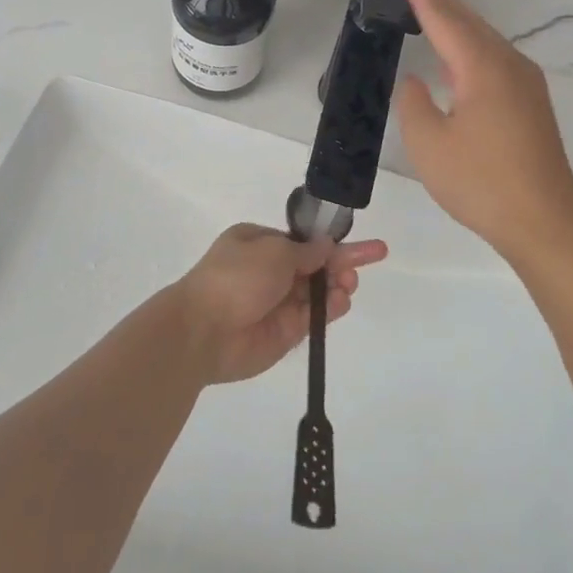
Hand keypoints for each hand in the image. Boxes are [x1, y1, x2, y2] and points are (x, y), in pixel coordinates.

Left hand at [174, 223, 388, 384]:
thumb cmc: (235, 277)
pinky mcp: (284, 332)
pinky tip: (343, 300)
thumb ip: (305, 251)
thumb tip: (326, 246)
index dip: (330, 241)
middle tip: (368, 260)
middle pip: (314, 265)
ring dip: (338, 284)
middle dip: (340, 262)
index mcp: (258, 242)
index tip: (360, 243)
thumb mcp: (273, 250)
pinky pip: (313, 317)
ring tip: (349, 283)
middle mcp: (268, 271)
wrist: (203, 331)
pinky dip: (331, 309)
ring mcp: (276, 303)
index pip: (302, 241)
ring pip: (317, 292)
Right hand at [395, 0, 572, 261]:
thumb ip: (414, 104)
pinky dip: (473, 48)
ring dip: (460, 25)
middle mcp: (509, 66)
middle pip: (472, 24)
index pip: (447, 22)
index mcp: (483, 68)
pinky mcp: (532, 105)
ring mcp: (527, 85)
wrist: (545, 221)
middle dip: (444, 5)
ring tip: (434, 15)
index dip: (425, 0)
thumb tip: (416, 81)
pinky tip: (460, 60)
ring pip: (488, 41)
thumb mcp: (429, 145)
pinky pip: (497, 60)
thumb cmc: (481, 182)